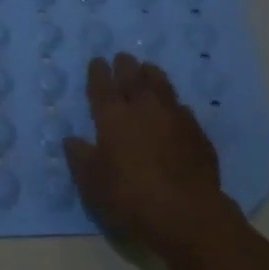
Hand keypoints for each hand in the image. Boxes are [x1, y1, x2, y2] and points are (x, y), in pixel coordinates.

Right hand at [65, 53, 227, 250]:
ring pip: (161, 85)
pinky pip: (181, 108)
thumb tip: (72, 139)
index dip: (98, 73)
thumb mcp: (92, 183)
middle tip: (122, 57)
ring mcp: (174, 117)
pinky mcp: (197, 132)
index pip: (102, 87)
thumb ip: (80, 158)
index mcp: (113, 117)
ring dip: (152, 74)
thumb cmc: (129, 197)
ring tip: (148, 68)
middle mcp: (144, 108)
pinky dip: (172, 103)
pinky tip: (173, 107)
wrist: (186, 212)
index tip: (97, 61)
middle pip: (133, 78)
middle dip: (125, 65)